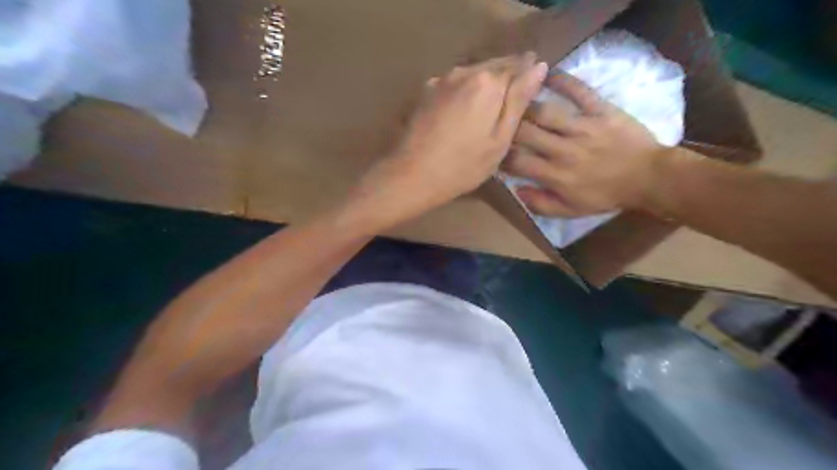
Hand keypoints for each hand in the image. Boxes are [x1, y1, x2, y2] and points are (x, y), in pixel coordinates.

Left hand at [348, 53, 550, 228]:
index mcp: (488, 82)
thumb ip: (519, 100)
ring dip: (486, 84)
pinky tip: (464, 112)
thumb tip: (539, 66)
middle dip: (507, 78)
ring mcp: (441, 80)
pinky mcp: (426, 92)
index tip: (532, 92)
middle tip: (512, 103)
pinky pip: (455, 83)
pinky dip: (465, 91)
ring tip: (490, 108)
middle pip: (495, 66)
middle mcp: (464, 72)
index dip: (529, 75)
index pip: (519, 64)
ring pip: (474, 73)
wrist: (413, 175)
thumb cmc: (464, 165)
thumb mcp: (500, 139)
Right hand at [499, 72, 670, 215]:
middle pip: (525, 133)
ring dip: (526, 104)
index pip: (517, 161)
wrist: (648, 178)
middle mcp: (564, 150)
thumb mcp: (570, 211)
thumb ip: (540, 204)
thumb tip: (515, 189)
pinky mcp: (601, 110)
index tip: (494, 148)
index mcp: (555, 175)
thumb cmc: (606, 195)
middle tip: (499, 119)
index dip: (500, 154)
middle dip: (508, 126)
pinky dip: (563, 80)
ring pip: (545, 112)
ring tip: (514, 97)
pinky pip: (579, 91)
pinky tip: (546, 72)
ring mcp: (583, 127)